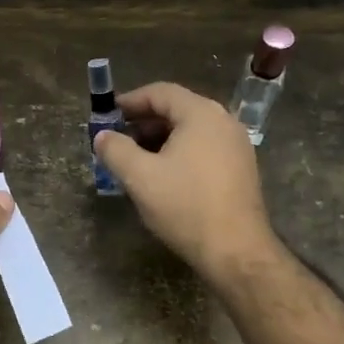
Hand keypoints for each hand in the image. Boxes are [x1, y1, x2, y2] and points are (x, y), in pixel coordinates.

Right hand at [92, 82, 278, 280]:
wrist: (235, 250)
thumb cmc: (185, 206)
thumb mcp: (140, 177)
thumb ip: (115, 150)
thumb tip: (102, 136)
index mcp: (201, 114)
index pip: (160, 92)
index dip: (130, 101)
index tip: (107, 115)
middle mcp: (224, 121)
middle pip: (177, 110)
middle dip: (143, 123)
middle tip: (118, 141)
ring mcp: (237, 145)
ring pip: (190, 131)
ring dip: (160, 140)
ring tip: (136, 162)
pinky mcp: (241, 169)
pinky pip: (204, 148)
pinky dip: (180, 154)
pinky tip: (163, 177)